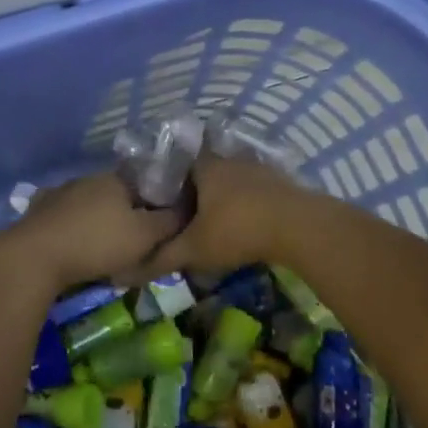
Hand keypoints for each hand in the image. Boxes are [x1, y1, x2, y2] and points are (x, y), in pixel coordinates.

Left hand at [0, 174, 179, 296]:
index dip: (157, 205)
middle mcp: (88, 179)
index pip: (146, 184)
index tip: (161, 228)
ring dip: (99, 223)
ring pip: (90, 206)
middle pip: (117, 195)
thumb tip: (187, 208)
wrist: (35, 256)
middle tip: (134, 245)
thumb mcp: (144, 236)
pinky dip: (74, 230)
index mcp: (116, 179)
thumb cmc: (97, 243)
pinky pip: (65, 218)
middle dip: (127, 216)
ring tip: (105, 251)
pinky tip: (75, 247)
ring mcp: (60, 192)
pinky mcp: (39, 211)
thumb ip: (169, 221)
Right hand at [143, 155, 323, 277]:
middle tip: (188, 218)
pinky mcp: (280, 180)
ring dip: (224, 198)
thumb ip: (163, 256)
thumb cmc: (237, 230)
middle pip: (205, 172)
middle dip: (197, 192)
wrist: (298, 226)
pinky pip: (254, 189)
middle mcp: (228, 159)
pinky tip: (247, 223)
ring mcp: (257, 167)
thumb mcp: (195, 249)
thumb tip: (129, 268)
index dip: (169, 185)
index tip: (163, 205)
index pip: (178, 166)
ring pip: (231, 180)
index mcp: (204, 166)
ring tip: (217, 223)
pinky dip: (247, 203)